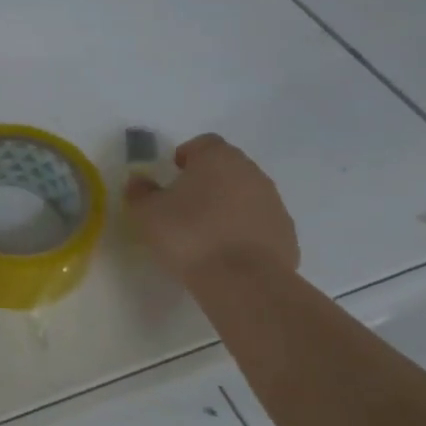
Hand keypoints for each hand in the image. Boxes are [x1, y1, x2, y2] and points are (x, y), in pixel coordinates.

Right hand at [124, 133, 299, 282]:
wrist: (243, 282)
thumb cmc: (188, 235)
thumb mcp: (146, 213)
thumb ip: (140, 192)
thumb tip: (140, 181)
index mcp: (218, 159)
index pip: (204, 143)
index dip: (187, 155)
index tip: (173, 174)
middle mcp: (251, 173)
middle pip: (227, 167)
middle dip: (208, 180)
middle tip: (185, 203)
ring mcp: (273, 203)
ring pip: (246, 195)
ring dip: (227, 205)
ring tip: (205, 231)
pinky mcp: (286, 234)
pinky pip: (259, 223)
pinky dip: (244, 230)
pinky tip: (226, 252)